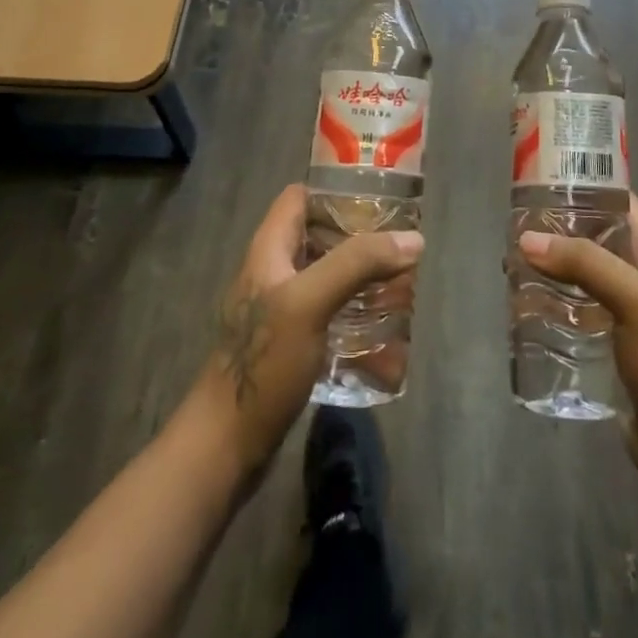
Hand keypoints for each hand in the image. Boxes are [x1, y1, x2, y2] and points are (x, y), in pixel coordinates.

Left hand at [195, 184, 422, 472]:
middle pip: (318, 236)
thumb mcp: (310, 302)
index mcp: (269, 250)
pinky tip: (383, 327)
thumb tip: (413, 239)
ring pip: (326, 276)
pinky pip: (328, 313)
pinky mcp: (290, 345)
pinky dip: (354, 312)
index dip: (334, 189)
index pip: (299, 197)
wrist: (225, 447)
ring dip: (360, 276)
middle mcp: (273, 272)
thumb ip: (357, 264)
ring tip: (401, 282)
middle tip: (401, 243)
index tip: (378, 196)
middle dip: (359, 236)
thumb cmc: (263, 363)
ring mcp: (281, 311)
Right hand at [518, 195, 637, 504]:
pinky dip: (554, 300)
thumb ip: (584, 264)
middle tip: (515, 225)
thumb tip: (527, 239)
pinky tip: (525, 304)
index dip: (585, 185)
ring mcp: (627, 308)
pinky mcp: (613, 340)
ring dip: (552, 266)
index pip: (619, 201)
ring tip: (511, 263)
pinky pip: (578, 307)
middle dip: (558, 229)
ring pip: (583, 272)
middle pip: (595, 235)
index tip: (540, 180)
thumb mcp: (633, 300)